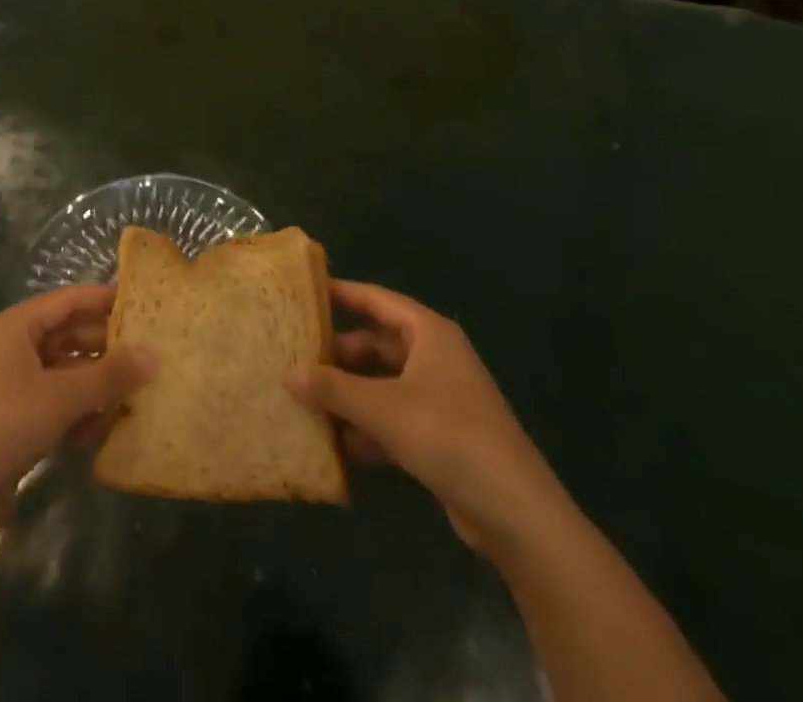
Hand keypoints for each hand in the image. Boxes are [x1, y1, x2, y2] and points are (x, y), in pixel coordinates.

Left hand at [0, 286, 152, 534]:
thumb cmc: (1, 425)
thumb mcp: (61, 396)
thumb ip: (109, 375)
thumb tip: (155, 355)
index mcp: (17, 327)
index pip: (69, 300)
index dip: (105, 300)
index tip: (144, 307)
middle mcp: (13, 350)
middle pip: (69, 337)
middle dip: (107, 348)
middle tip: (151, 355)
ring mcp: (11, 388)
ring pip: (65, 374)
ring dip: (97, 385)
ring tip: (138, 394)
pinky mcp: (13, 424)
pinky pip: (55, 406)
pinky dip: (80, 413)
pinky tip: (108, 428)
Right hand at [288, 281, 568, 556]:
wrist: (514, 510)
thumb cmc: (447, 435)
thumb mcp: (383, 407)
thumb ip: (334, 389)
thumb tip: (288, 373)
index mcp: (429, 333)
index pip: (378, 300)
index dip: (343, 294)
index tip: (306, 292)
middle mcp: (435, 358)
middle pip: (377, 345)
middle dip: (339, 354)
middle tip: (296, 356)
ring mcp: (439, 398)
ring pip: (383, 385)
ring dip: (349, 394)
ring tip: (304, 400)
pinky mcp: (440, 437)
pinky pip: (393, 420)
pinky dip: (367, 427)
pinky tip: (335, 444)